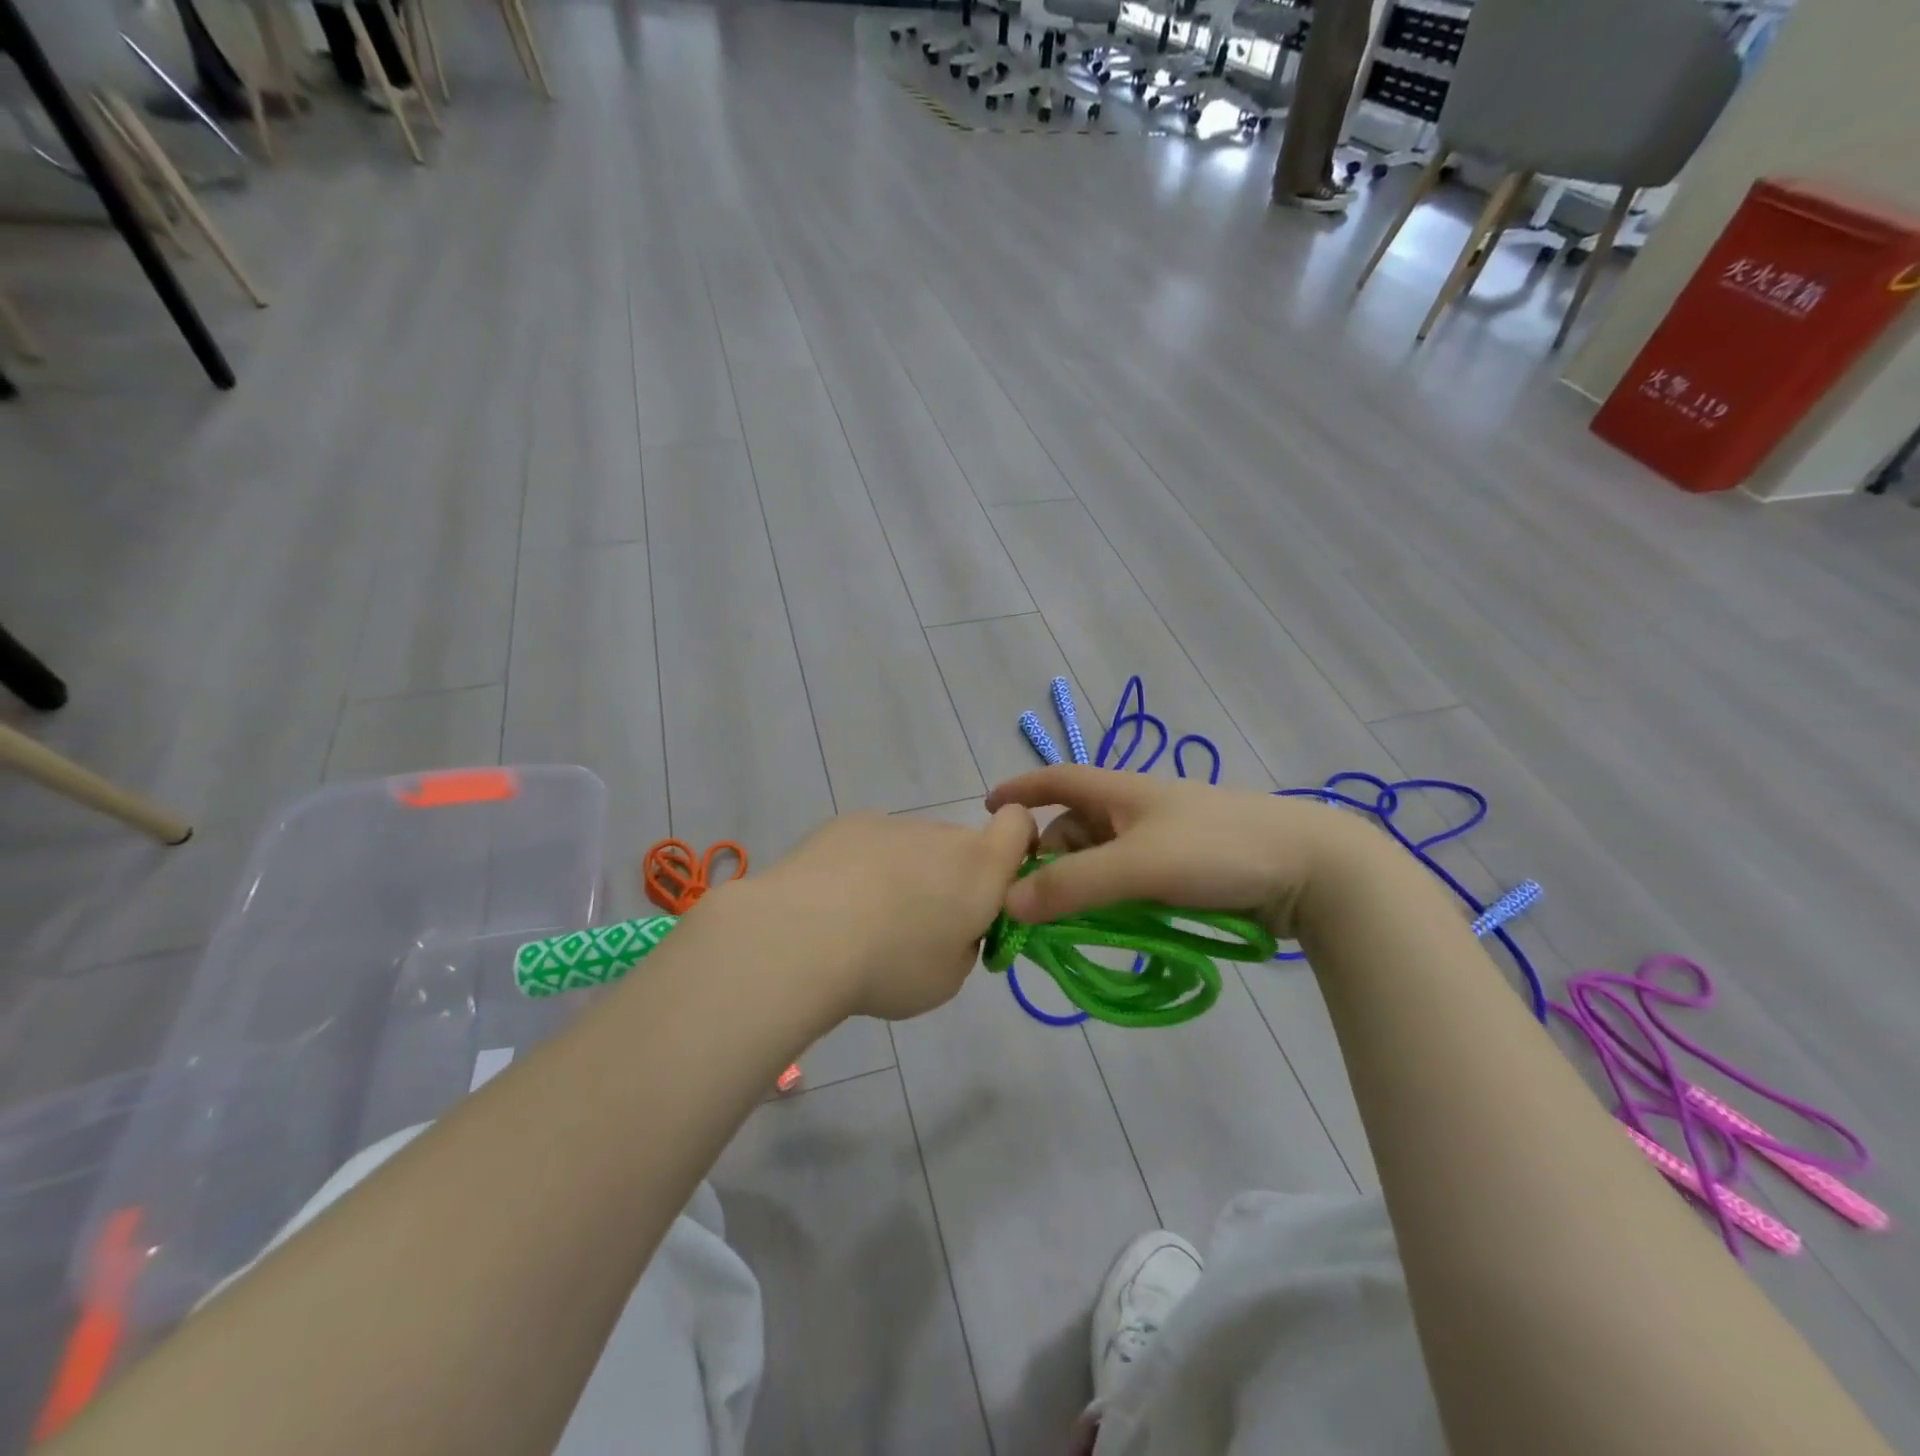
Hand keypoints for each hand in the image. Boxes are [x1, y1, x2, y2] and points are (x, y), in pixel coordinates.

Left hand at [729, 807, 1035, 1020]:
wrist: (802, 936)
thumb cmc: (890, 965)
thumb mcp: (947, 979)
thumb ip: (965, 945)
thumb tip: (951, 927)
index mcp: (979, 867)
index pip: (1019, 824)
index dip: (1018, 844)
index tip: (997, 885)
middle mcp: (940, 834)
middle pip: (960, 846)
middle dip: (951, 879)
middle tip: (918, 928)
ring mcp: (891, 824)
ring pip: (914, 847)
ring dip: (905, 874)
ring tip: (864, 921)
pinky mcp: (847, 824)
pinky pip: (872, 844)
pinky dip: (865, 867)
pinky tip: (834, 903)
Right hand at [985, 766, 1368, 936]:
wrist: (1313, 867)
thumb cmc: (1217, 850)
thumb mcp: (1138, 865)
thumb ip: (1072, 885)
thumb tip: (1007, 903)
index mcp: (1121, 791)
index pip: (1057, 780)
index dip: (1021, 789)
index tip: (988, 810)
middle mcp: (1136, 811)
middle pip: (1074, 829)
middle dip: (1047, 860)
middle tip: (1029, 905)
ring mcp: (1163, 841)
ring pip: (1102, 860)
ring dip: (1080, 887)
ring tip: (1066, 924)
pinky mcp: (1186, 871)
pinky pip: (1130, 881)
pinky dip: (1111, 900)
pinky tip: (1109, 925)